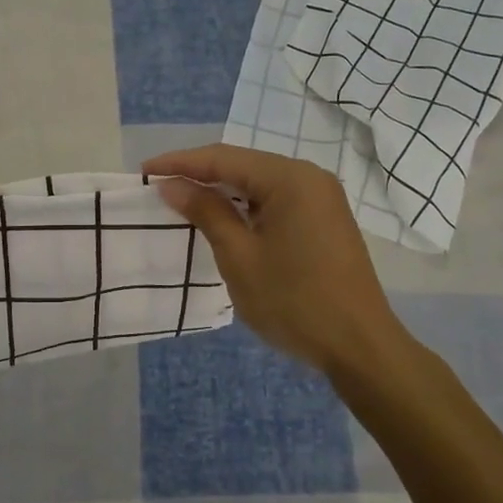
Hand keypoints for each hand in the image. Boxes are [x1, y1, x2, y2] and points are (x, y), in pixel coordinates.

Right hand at [144, 144, 406, 375]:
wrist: (358, 344)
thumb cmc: (293, 301)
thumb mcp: (239, 257)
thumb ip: (206, 213)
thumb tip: (173, 185)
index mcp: (290, 179)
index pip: (223, 158)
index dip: (180, 163)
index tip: (144, 172)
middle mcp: (309, 177)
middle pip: (243, 165)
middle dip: (200, 174)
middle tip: (160, 187)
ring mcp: (322, 198)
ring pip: (260, 183)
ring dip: (223, 191)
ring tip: (183, 201)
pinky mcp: (325, 220)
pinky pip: (277, 201)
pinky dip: (247, 206)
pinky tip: (224, 218)